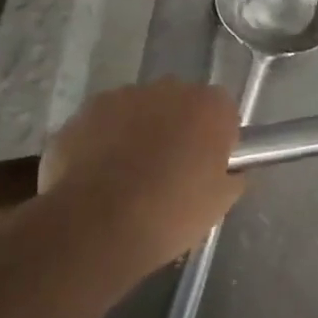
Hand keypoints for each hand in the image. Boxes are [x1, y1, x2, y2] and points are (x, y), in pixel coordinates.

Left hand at [44, 80, 243, 270]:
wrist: (98, 228)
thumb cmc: (170, 215)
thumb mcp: (219, 203)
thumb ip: (231, 174)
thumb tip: (227, 169)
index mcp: (209, 106)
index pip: (223, 110)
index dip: (217, 137)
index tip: (209, 165)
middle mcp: (169, 89)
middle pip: (180, 103)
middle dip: (176, 127)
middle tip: (169, 169)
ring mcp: (123, 96)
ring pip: (139, 109)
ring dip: (139, 131)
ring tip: (128, 175)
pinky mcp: (86, 111)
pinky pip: (104, 122)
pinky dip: (104, 140)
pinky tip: (99, 176)